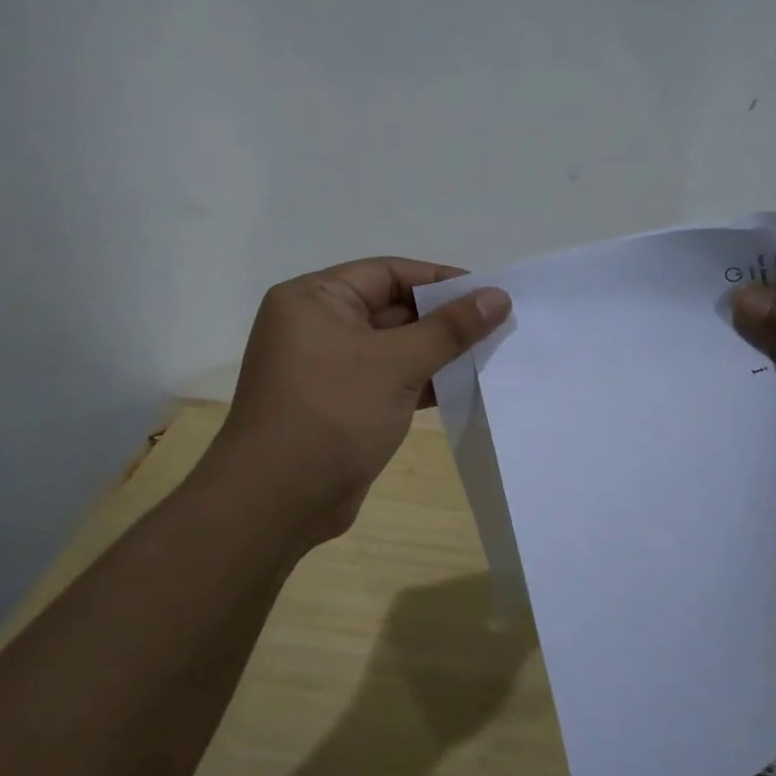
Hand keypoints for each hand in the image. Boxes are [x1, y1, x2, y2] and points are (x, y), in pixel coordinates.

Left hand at [205, 258, 510, 547]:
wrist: (277, 502)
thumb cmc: (332, 414)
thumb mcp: (396, 364)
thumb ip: (449, 329)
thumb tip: (498, 296)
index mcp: (313, 299)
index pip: (386, 273)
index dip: (438, 281)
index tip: (487, 294)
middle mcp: (315, 326)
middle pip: (389, 308)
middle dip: (441, 319)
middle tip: (496, 325)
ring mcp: (325, 367)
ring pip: (391, 347)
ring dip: (435, 352)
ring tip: (488, 354)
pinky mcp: (338, 404)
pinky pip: (386, 379)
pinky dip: (419, 380)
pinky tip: (461, 386)